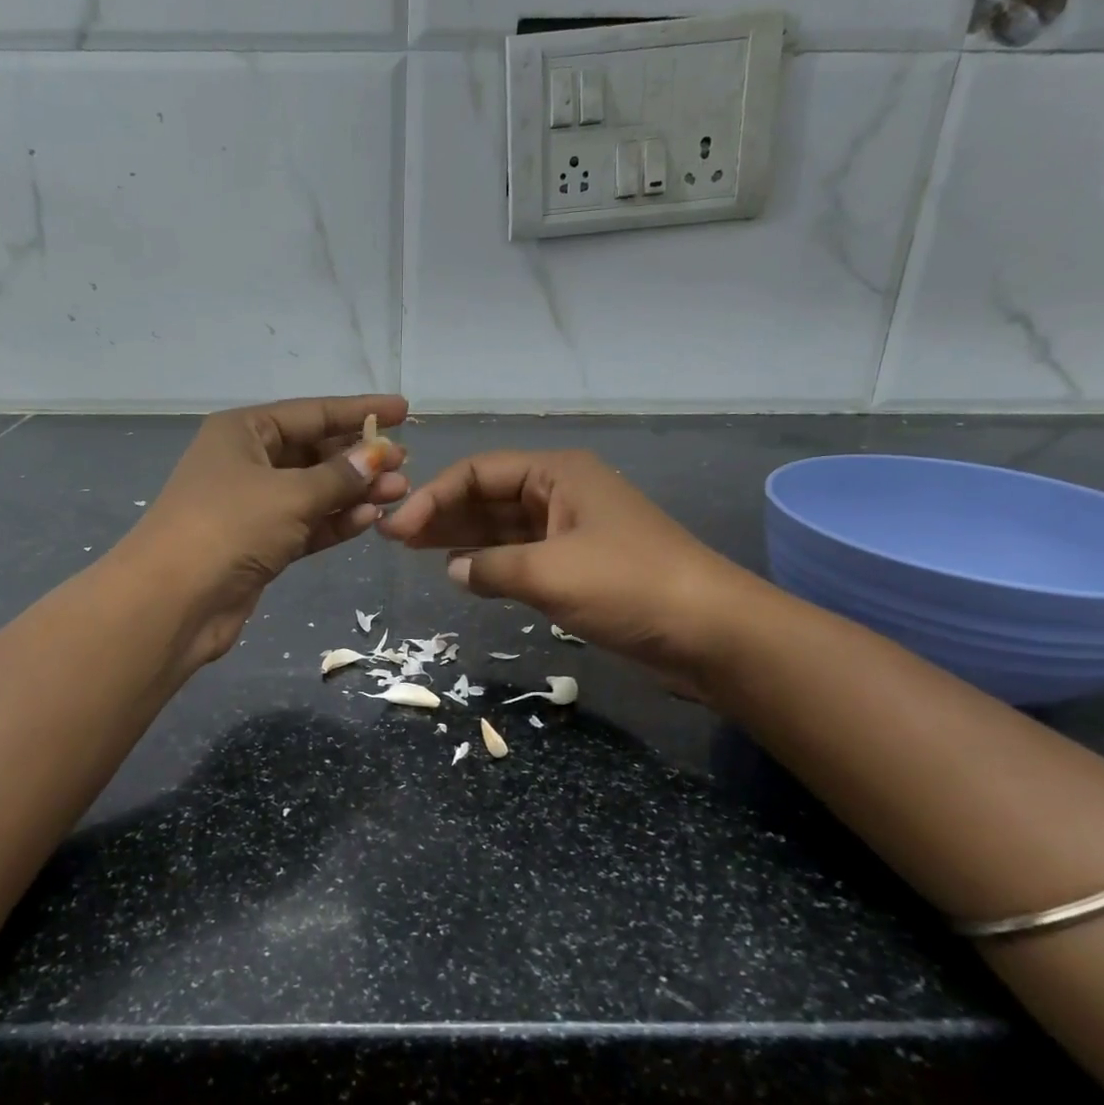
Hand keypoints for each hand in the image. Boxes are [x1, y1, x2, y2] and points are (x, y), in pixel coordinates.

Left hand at [123, 395, 409, 666]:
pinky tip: (369, 519)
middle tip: (405, 463)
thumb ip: (339, 476)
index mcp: (243, 431)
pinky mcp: (259, 545)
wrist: (173, 601)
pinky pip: (306, 524)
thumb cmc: (229, 527)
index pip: (311, 413)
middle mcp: (246, 462)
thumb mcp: (291, 494)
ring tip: (399, 493)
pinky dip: (335, 522)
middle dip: (359, 458)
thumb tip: (379, 457)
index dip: (358, 411)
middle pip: (313, 452)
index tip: (403, 410)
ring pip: (313, 492)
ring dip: (354, 493)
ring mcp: (252, 506)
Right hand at [378, 449, 764, 697]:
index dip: (434, 496)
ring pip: (501, 527)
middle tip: (392, 538)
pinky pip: (520, 556)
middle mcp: (560, 493)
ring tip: (411, 551)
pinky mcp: (577, 566)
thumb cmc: (630, 586)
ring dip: (459, 537)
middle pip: (487, 496)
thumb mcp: (550, 572)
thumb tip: (453, 568)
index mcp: (557, 474)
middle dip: (441, 513)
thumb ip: (491, 567)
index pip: (479, 472)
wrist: (711, 633)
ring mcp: (569, 531)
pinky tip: (458, 573)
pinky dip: (489, 563)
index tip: (399, 530)